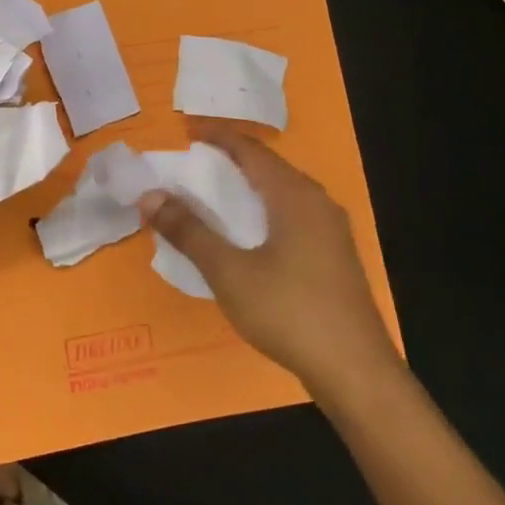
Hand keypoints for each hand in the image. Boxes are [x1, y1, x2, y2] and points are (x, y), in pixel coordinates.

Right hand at [138, 118, 401, 404]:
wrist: (355, 371)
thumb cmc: (288, 311)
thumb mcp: (228, 271)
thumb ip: (188, 230)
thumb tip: (150, 195)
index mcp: (294, 196)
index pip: (251, 151)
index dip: (217, 138)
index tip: (186, 132)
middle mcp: (318, 204)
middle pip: (269, 168)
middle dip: (230, 161)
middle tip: (192, 164)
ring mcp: (330, 232)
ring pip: (281, 194)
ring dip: (246, 189)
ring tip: (211, 195)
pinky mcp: (333, 257)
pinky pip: (290, 216)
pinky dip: (261, 212)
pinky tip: (244, 235)